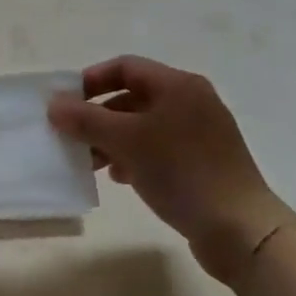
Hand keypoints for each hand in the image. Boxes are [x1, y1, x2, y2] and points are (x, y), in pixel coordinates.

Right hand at [49, 55, 293, 270]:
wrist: (241, 229)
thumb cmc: (181, 172)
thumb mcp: (126, 141)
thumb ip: (86, 119)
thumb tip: (54, 104)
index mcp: (177, 85)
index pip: (125, 67)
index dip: (91, 81)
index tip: (65, 104)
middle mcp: (191, 101)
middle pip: (133, 97)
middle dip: (98, 116)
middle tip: (73, 138)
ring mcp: (200, 132)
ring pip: (143, 125)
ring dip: (113, 139)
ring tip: (92, 163)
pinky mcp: (204, 162)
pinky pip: (159, 148)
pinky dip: (135, 156)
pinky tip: (121, 177)